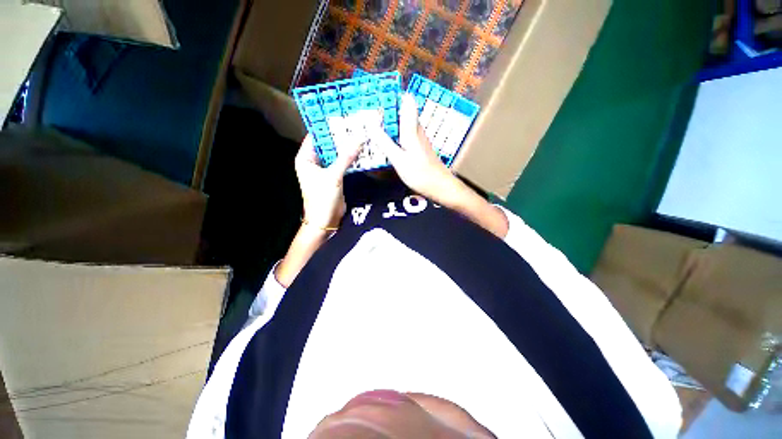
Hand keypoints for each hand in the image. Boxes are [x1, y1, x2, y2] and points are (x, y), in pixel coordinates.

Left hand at [295, 133, 362, 229]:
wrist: (326, 220)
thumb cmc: (322, 198)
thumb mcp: (333, 176)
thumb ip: (346, 157)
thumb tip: (358, 138)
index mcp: (306, 158)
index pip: (315, 136)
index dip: (327, 126)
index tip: (341, 115)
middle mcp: (314, 161)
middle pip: (327, 144)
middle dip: (340, 136)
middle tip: (355, 124)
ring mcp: (325, 169)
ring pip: (336, 154)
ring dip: (346, 147)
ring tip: (360, 134)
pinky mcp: (334, 176)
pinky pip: (342, 163)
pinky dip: (350, 158)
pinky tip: (360, 150)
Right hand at [371, 94, 462, 205]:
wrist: (440, 187)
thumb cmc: (420, 174)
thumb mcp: (398, 159)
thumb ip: (385, 141)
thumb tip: (370, 122)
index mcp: (412, 129)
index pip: (406, 102)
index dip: (395, 92)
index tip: (379, 89)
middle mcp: (417, 130)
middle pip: (405, 111)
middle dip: (389, 107)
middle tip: (370, 108)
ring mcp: (420, 139)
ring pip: (405, 122)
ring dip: (392, 120)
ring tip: (375, 122)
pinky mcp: (420, 147)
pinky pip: (406, 134)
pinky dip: (396, 133)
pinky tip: (389, 139)